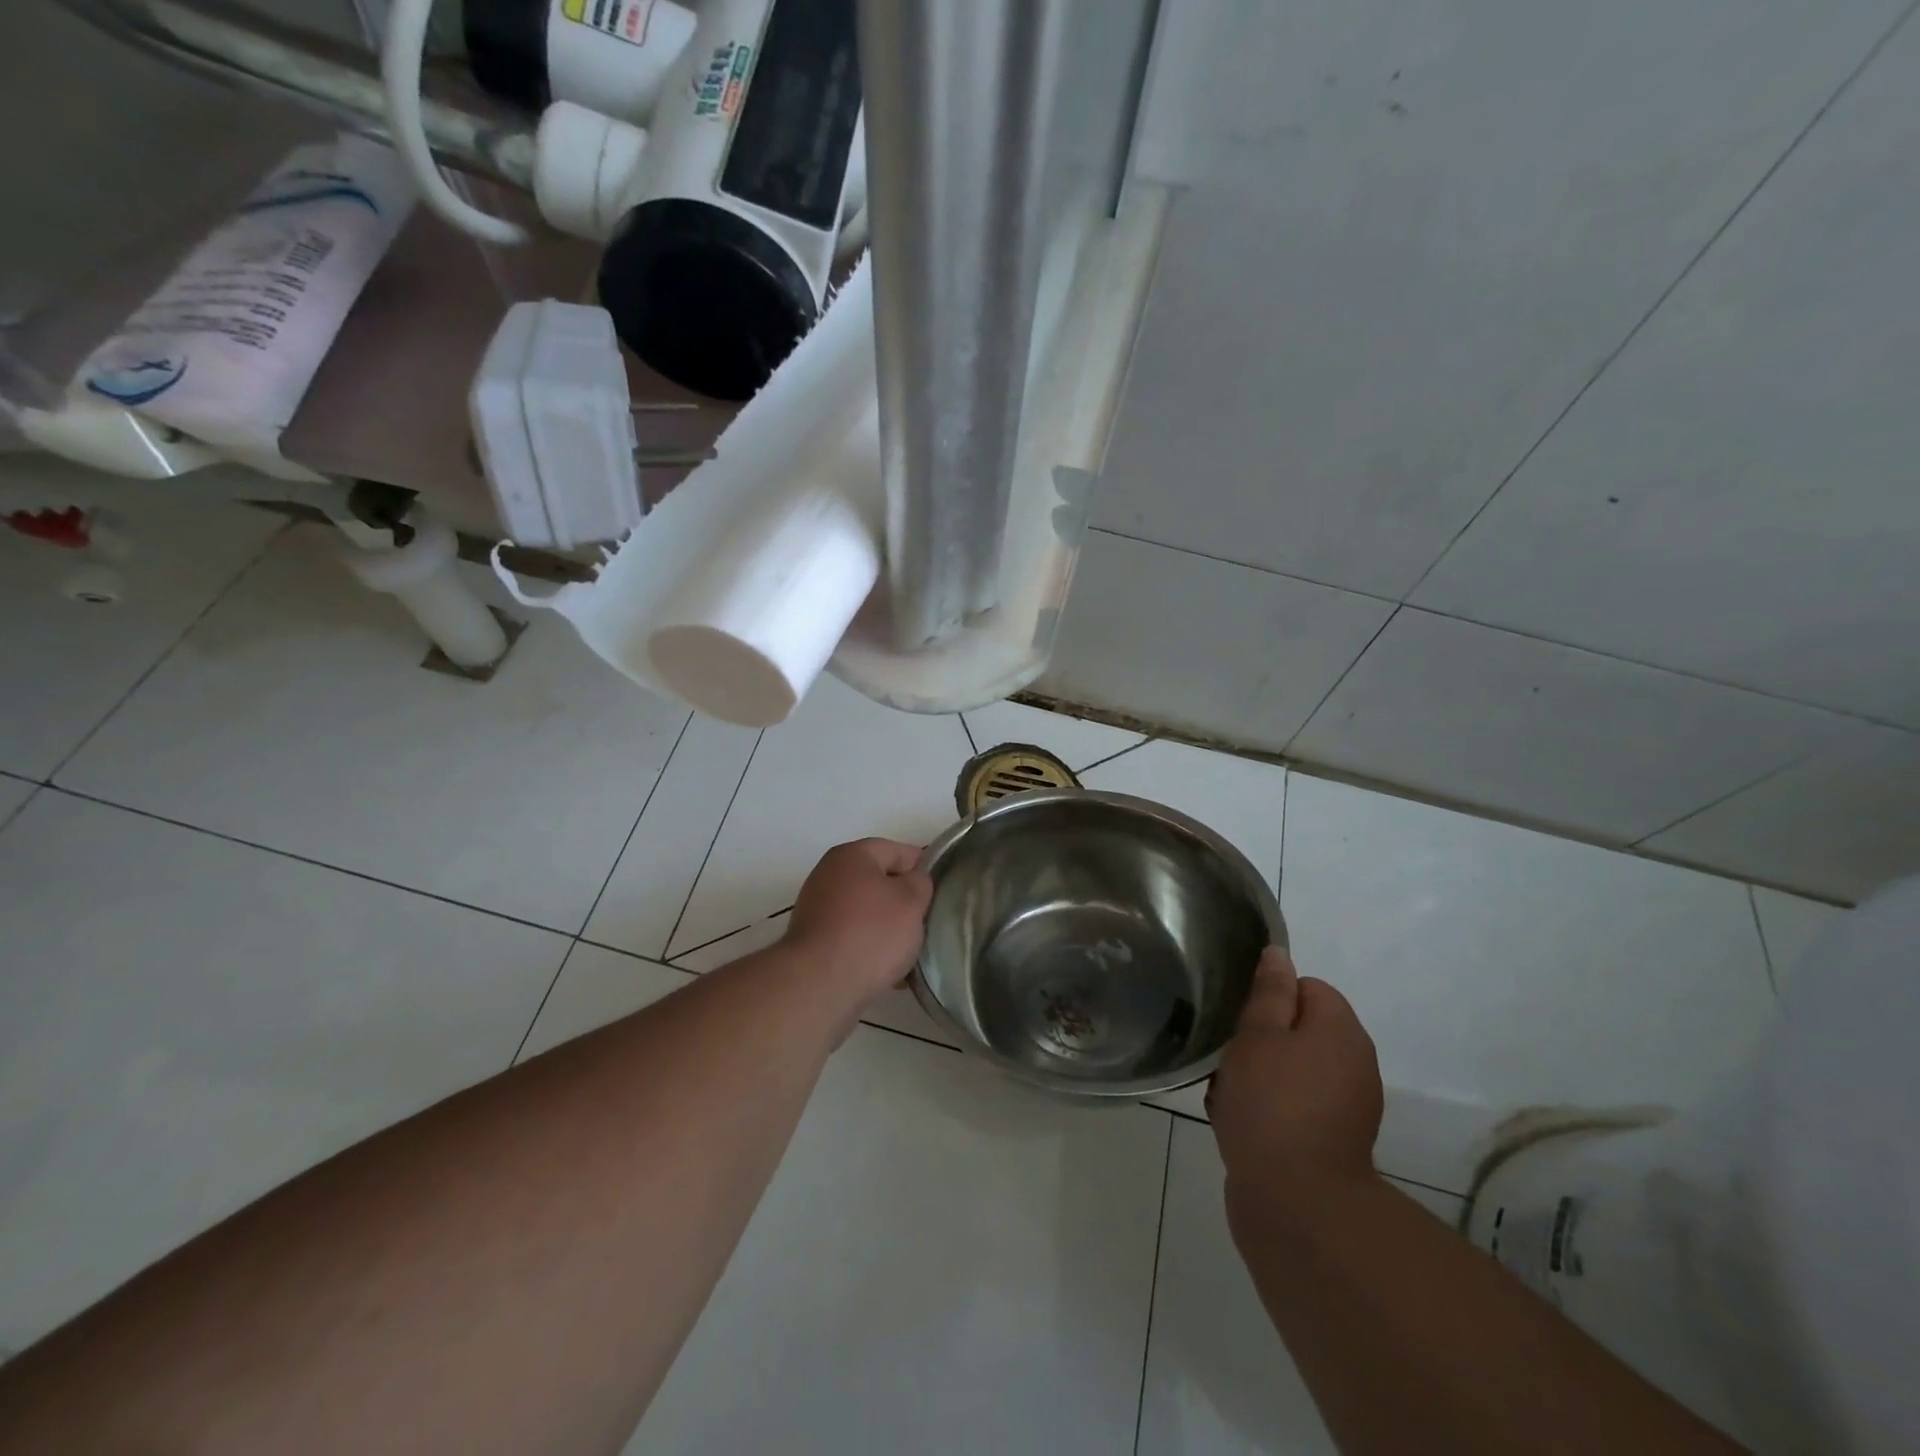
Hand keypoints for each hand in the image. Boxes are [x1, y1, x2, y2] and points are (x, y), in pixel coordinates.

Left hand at [783, 839, 933, 1007]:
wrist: (820, 985)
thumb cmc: (871, 933)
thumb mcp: (911, 901)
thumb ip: (920, 882)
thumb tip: (913, 881)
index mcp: (852, 856)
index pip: (897, 850)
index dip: (923, 866)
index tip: (941, 889)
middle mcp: (829, 876)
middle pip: (879, 882)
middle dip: (904, 903)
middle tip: (927, 922)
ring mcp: (817, 910)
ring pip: (867, 913)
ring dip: (888, 929)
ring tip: (911, 953)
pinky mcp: (814, 943)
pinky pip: (852, 938)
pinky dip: (870, 949)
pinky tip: (889, 973)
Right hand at [1208, 948, 1382, 1217]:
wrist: (1296, 1205)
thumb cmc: (1271, 1104)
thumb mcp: (1258, 1035)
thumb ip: (1269, 993)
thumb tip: (1279, 955)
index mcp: (1342, 1031)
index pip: (1308, 987)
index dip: (1270, 998)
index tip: (1242, 1020)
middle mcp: (1353, 1064)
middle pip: (1298, 1030)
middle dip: (1260, 1039)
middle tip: (1229, 1059)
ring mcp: (1345, 1107)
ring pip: (1290, 1069)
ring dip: (1257, 1075)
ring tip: (1228, 1095)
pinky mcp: (1330, 1143)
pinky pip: (1292, 1106)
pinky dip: (1267, 1109)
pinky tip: (1237, 1123)